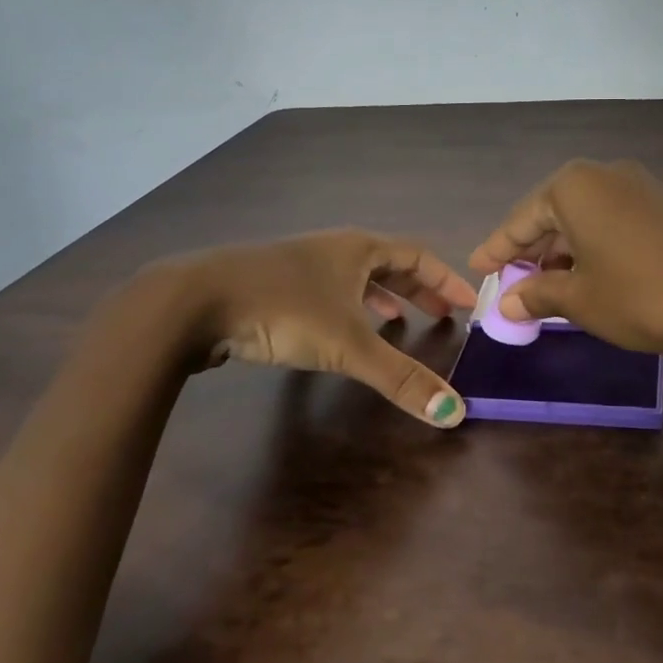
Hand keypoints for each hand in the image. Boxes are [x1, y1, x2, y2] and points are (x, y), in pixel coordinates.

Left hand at [134, 230, 478, 425]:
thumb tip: (454, 413)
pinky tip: (340, 332)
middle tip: (441, 316)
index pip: (417, 256)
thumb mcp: (348, 345)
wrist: (194, 302)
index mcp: (358, 249)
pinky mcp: (274, 284)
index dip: (446, 279)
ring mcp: (300, 265)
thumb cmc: (283, 309)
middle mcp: (333, 249)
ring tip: (398, 323)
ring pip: (354, 278)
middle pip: (388, 265)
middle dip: (418, 291)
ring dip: (382, 298)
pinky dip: (348, 308)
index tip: (468, 303)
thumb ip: (400, 378)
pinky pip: (328, 291)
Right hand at [467, 160, 662, 356]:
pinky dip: (593, 251)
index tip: (477, 269)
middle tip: (511, 286)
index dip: (497, 250)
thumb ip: (539, 295)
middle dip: (531, 253)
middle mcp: (604, 176)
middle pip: (551, 215)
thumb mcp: (582, 300)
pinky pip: (612, 225)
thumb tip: (508, 302)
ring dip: (563, 255)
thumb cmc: (645, 294)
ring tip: (546, 291)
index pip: (520, 220)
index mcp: (573, 187)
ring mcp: (639, 188)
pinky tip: (589, 280)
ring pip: (583, 221)